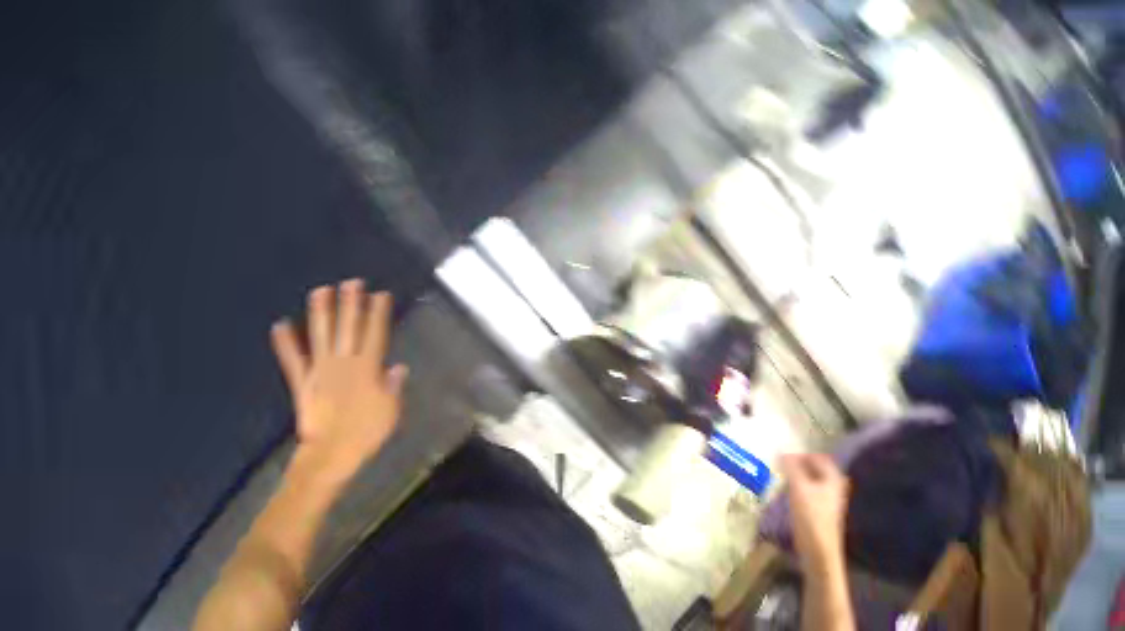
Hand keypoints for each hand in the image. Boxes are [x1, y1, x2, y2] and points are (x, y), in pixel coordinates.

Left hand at [271, 280, 407, 484]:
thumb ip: (392, 388)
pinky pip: (292, 360)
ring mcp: (320, 370)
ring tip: (320, 290)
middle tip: (351, 281)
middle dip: (350, 303)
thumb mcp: (389, 414)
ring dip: (320, 312)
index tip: (380, 294)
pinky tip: (279, 325)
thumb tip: (399, 366)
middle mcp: (343, 362)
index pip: (374, 334)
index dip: (377, 313)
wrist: (332, 452)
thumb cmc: (365, 435)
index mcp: (367, 369)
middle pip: (347, 327)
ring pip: (320, 335)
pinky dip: (284, 344)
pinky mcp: (303, 381)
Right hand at [781, 453, 849, 569]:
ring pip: (813, 485)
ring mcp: (831, 502)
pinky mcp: (824, 515)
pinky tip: (789, 503)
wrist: (819, 552)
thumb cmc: (811, 518)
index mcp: (833, 476)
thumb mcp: (799, 490)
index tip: (781, 459)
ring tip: (781, 486)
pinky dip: (800, 496)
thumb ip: (792, 469)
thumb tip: (782, 452)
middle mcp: (835, 486)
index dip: (800, 455)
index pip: (817, 457)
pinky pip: (811, 498)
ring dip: (798, 483)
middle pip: (816, 471)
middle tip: (780, 471)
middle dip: (798, 469)